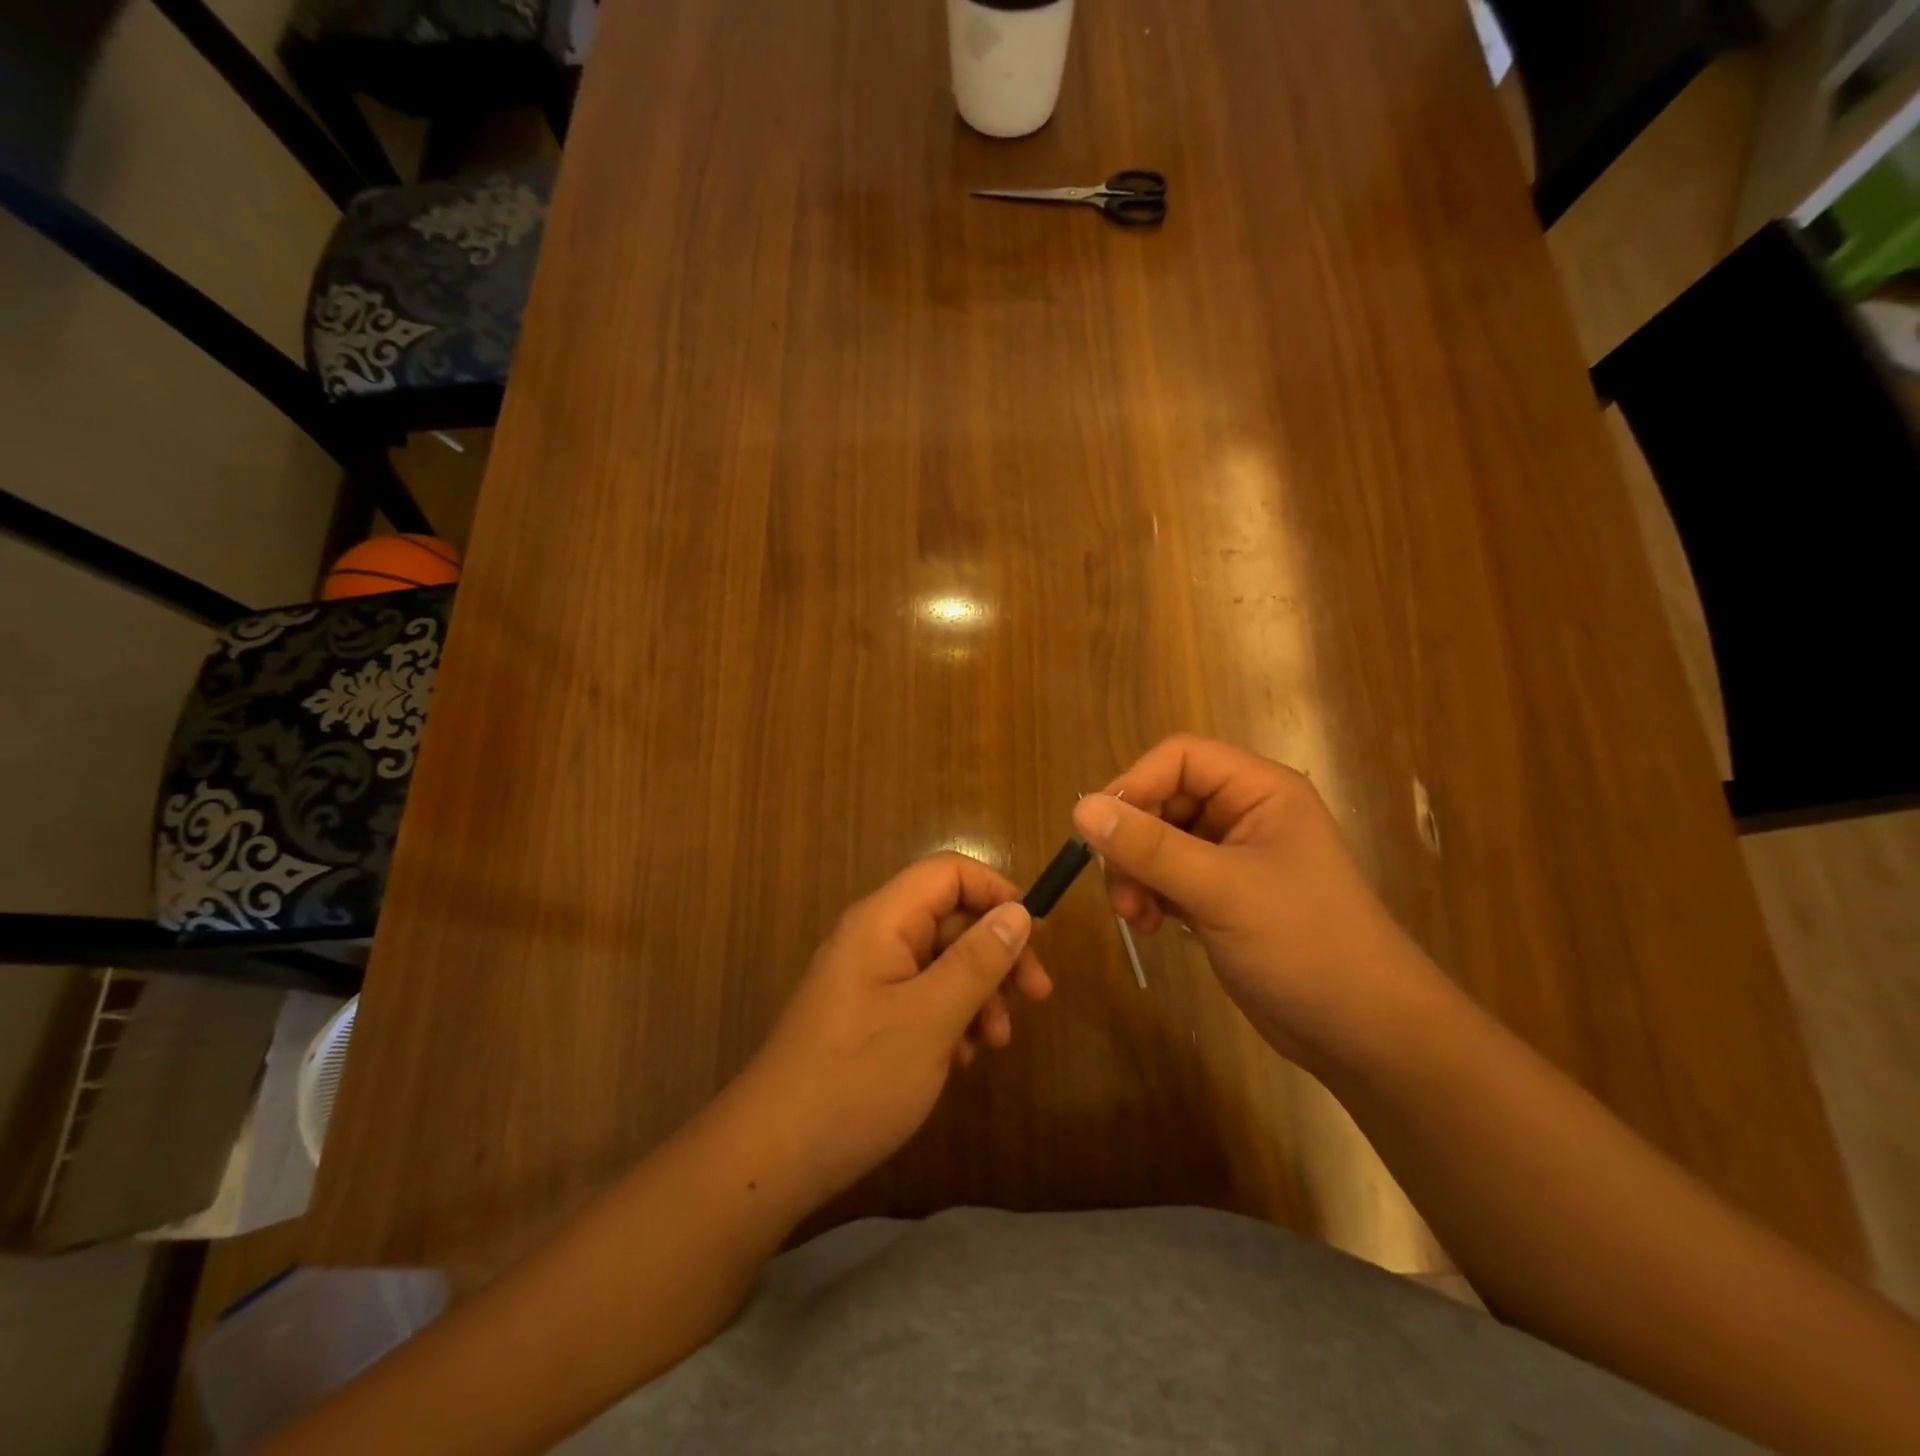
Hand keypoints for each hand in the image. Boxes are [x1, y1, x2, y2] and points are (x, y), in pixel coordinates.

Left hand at [737, 853, 1052, 1206]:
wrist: (774, 1155)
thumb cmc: (858, 1077)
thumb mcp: (931, 1017)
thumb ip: (978, 960)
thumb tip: (1018, 912)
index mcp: (883, 921)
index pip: (949, 873)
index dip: (996, 891)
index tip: (1036, 934)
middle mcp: (874, 938)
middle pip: (950, 919)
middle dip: (997, 953)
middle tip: (1038, 996)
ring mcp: (869, 979)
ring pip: (941, 962)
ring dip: (979, 993)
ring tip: (997, 1042)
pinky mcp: (868, 1016)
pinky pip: (922, 997)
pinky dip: (951, 1019)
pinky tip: (962, 1060)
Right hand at [1071, 735, 1446, 1071]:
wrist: (1363, 1032)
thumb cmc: (1304, 944)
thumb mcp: (1221, 890)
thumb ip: (1149, 847)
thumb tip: (1080, 807)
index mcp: (1260, 791)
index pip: (1180, 758)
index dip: (1136, 783)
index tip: (1101, 829)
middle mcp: (1245, 814)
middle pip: (1164, 799)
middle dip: (1132, 840)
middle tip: (1119, 887)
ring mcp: (1232, 857)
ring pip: (1158, 840)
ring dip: (1135, 873)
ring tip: (1135, 917)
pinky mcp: (1221, 896)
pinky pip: (1167, 876)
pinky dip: (1150, 895)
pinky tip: (1150, 927)